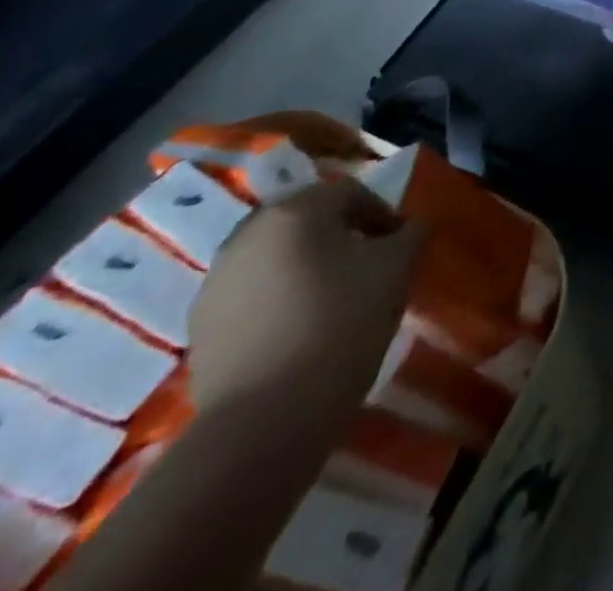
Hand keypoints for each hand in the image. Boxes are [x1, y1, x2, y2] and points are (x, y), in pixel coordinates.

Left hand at [189, 175, 425, 422]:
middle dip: (341, 236)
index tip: (400, 245)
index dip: (382, 213)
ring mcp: (217, 280)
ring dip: (307, 266)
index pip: (349, 192)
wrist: (264, 419)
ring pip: (277, 256)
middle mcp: (250, 233)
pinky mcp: (201, 325)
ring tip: (335, 300)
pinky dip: (279, 298)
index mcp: (297, 210)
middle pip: (308, 220)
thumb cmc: (341, 323)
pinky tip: (300, 329)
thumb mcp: (396, 269)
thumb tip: (412, 227)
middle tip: (369, 266)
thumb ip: (409, 235)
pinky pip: (252, 292)